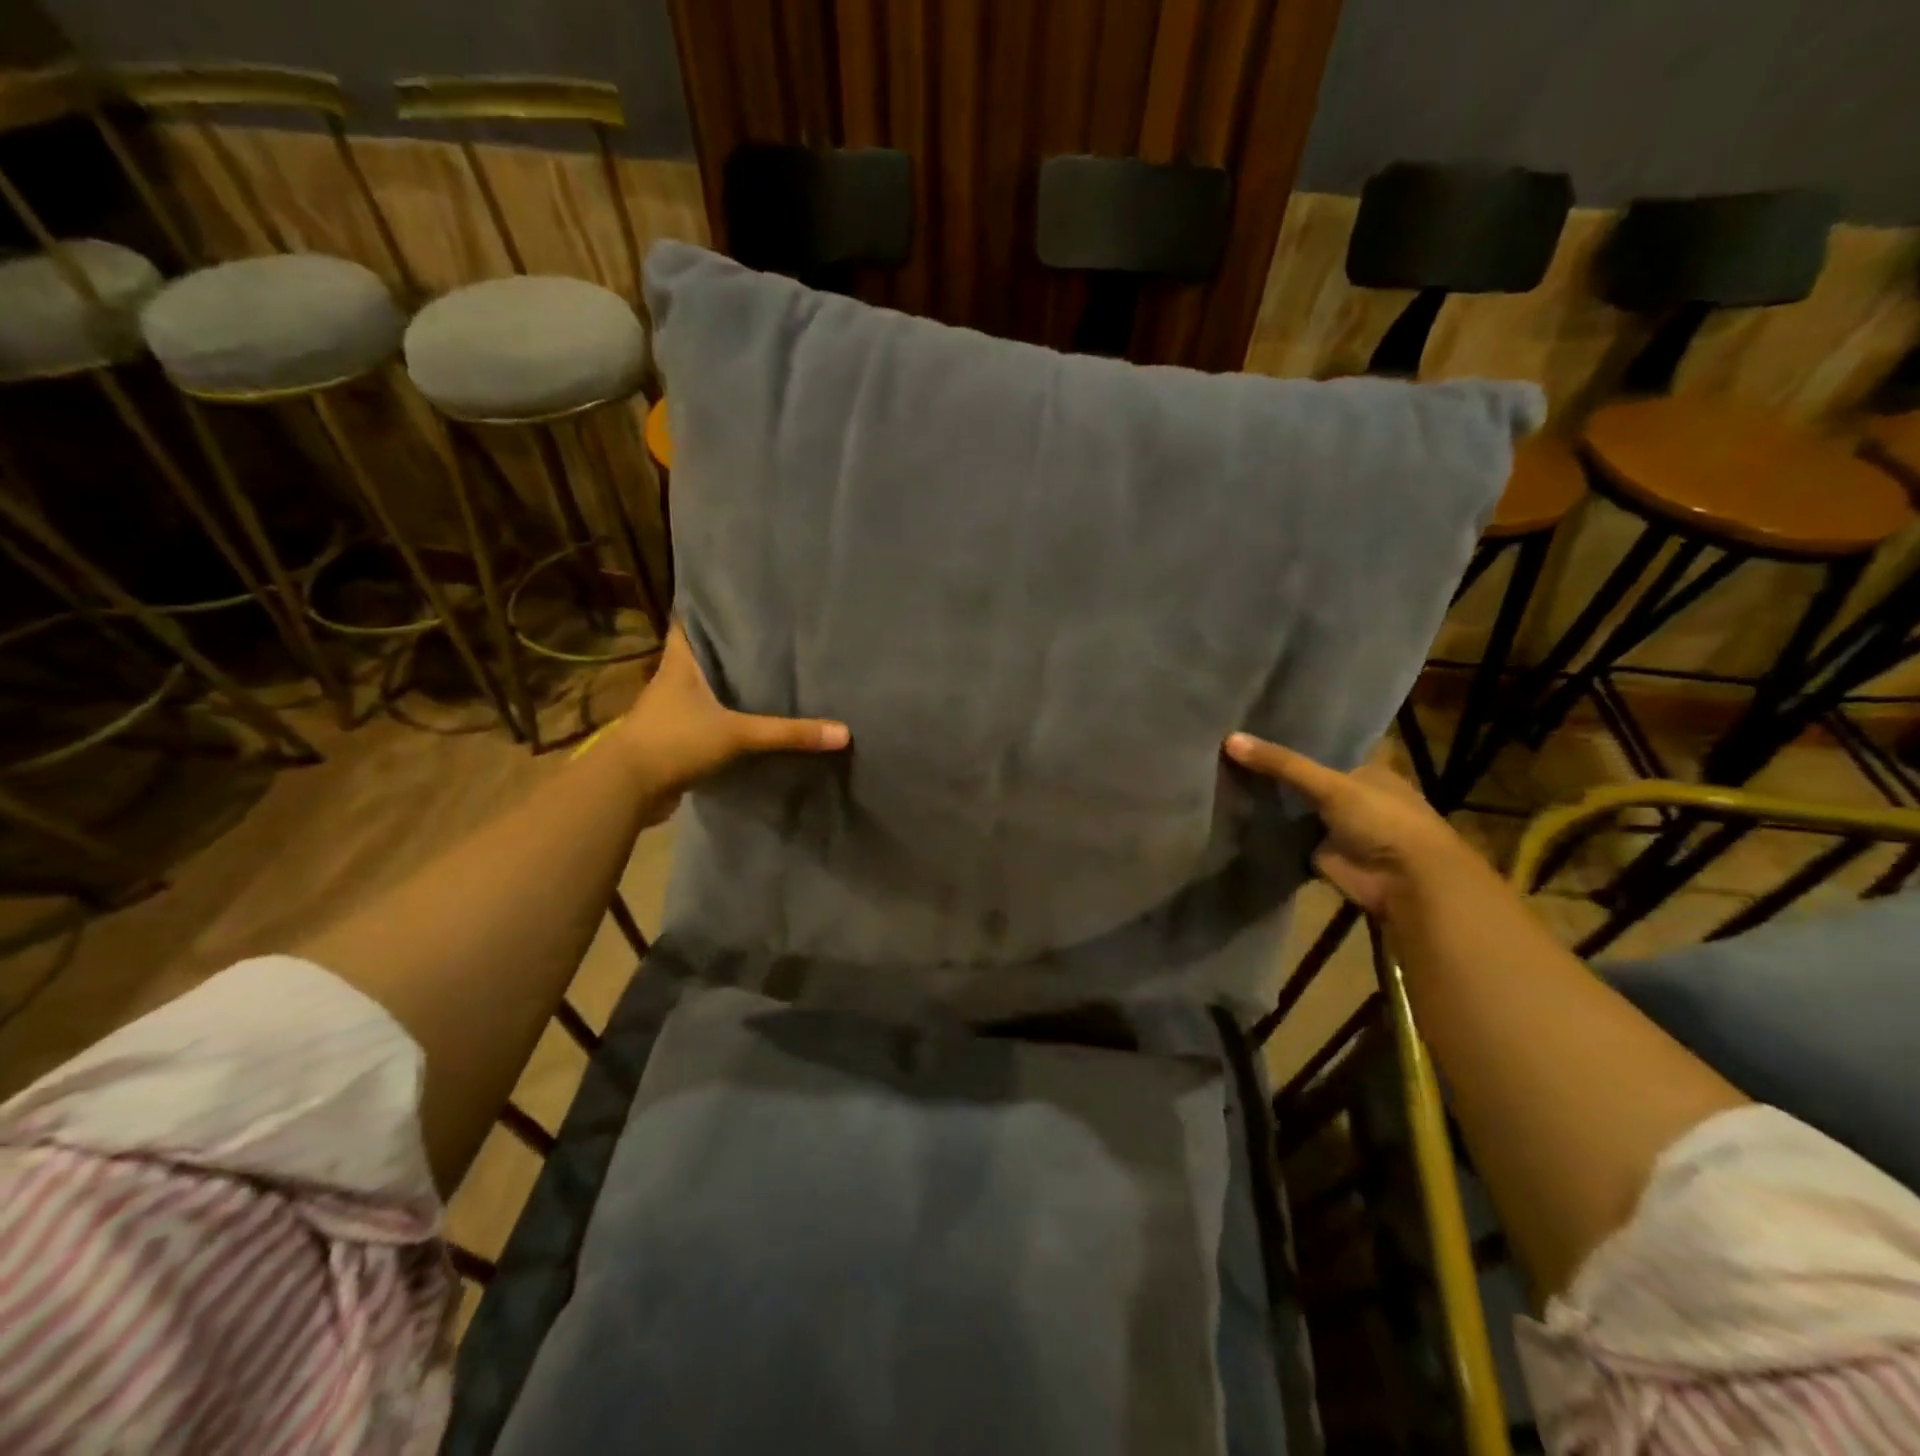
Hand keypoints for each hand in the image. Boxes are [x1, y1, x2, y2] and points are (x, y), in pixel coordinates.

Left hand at [612, 624, 849, 817]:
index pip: (688, 621)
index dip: (707, 608)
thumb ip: (788, 733)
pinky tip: (750, 720)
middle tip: (768, 635)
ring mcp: (670, 711)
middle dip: (728, 647)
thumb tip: (843, 732)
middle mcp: (672, 680)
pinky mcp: (674, 739)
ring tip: (766, 674)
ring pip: (703, 689)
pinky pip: (705, 720)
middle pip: (701, 654)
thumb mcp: (737, 734)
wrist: (627, 789)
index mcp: (679, 663)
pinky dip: (724, 718)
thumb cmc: (675, 742)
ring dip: (726, 685)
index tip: (737, 598)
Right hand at [1223, 732, 1480, 917]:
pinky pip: (1286, 838)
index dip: (1291, 739)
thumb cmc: (1382, 819)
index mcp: (1366, 770)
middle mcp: (1351, 796)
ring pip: (1293, 809)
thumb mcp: (1331, 784)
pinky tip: (1232, 814)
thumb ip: (1282, 765)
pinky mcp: (1320, 854)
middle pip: (1304, 779)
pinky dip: (1266, 832)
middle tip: (1226, 751)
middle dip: (1273, 771)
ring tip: (1221, 777)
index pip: (1322, 748)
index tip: (1252, 727)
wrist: (1405, 881)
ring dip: (1267, 801)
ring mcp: (1335, 827)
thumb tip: (1229, 739)